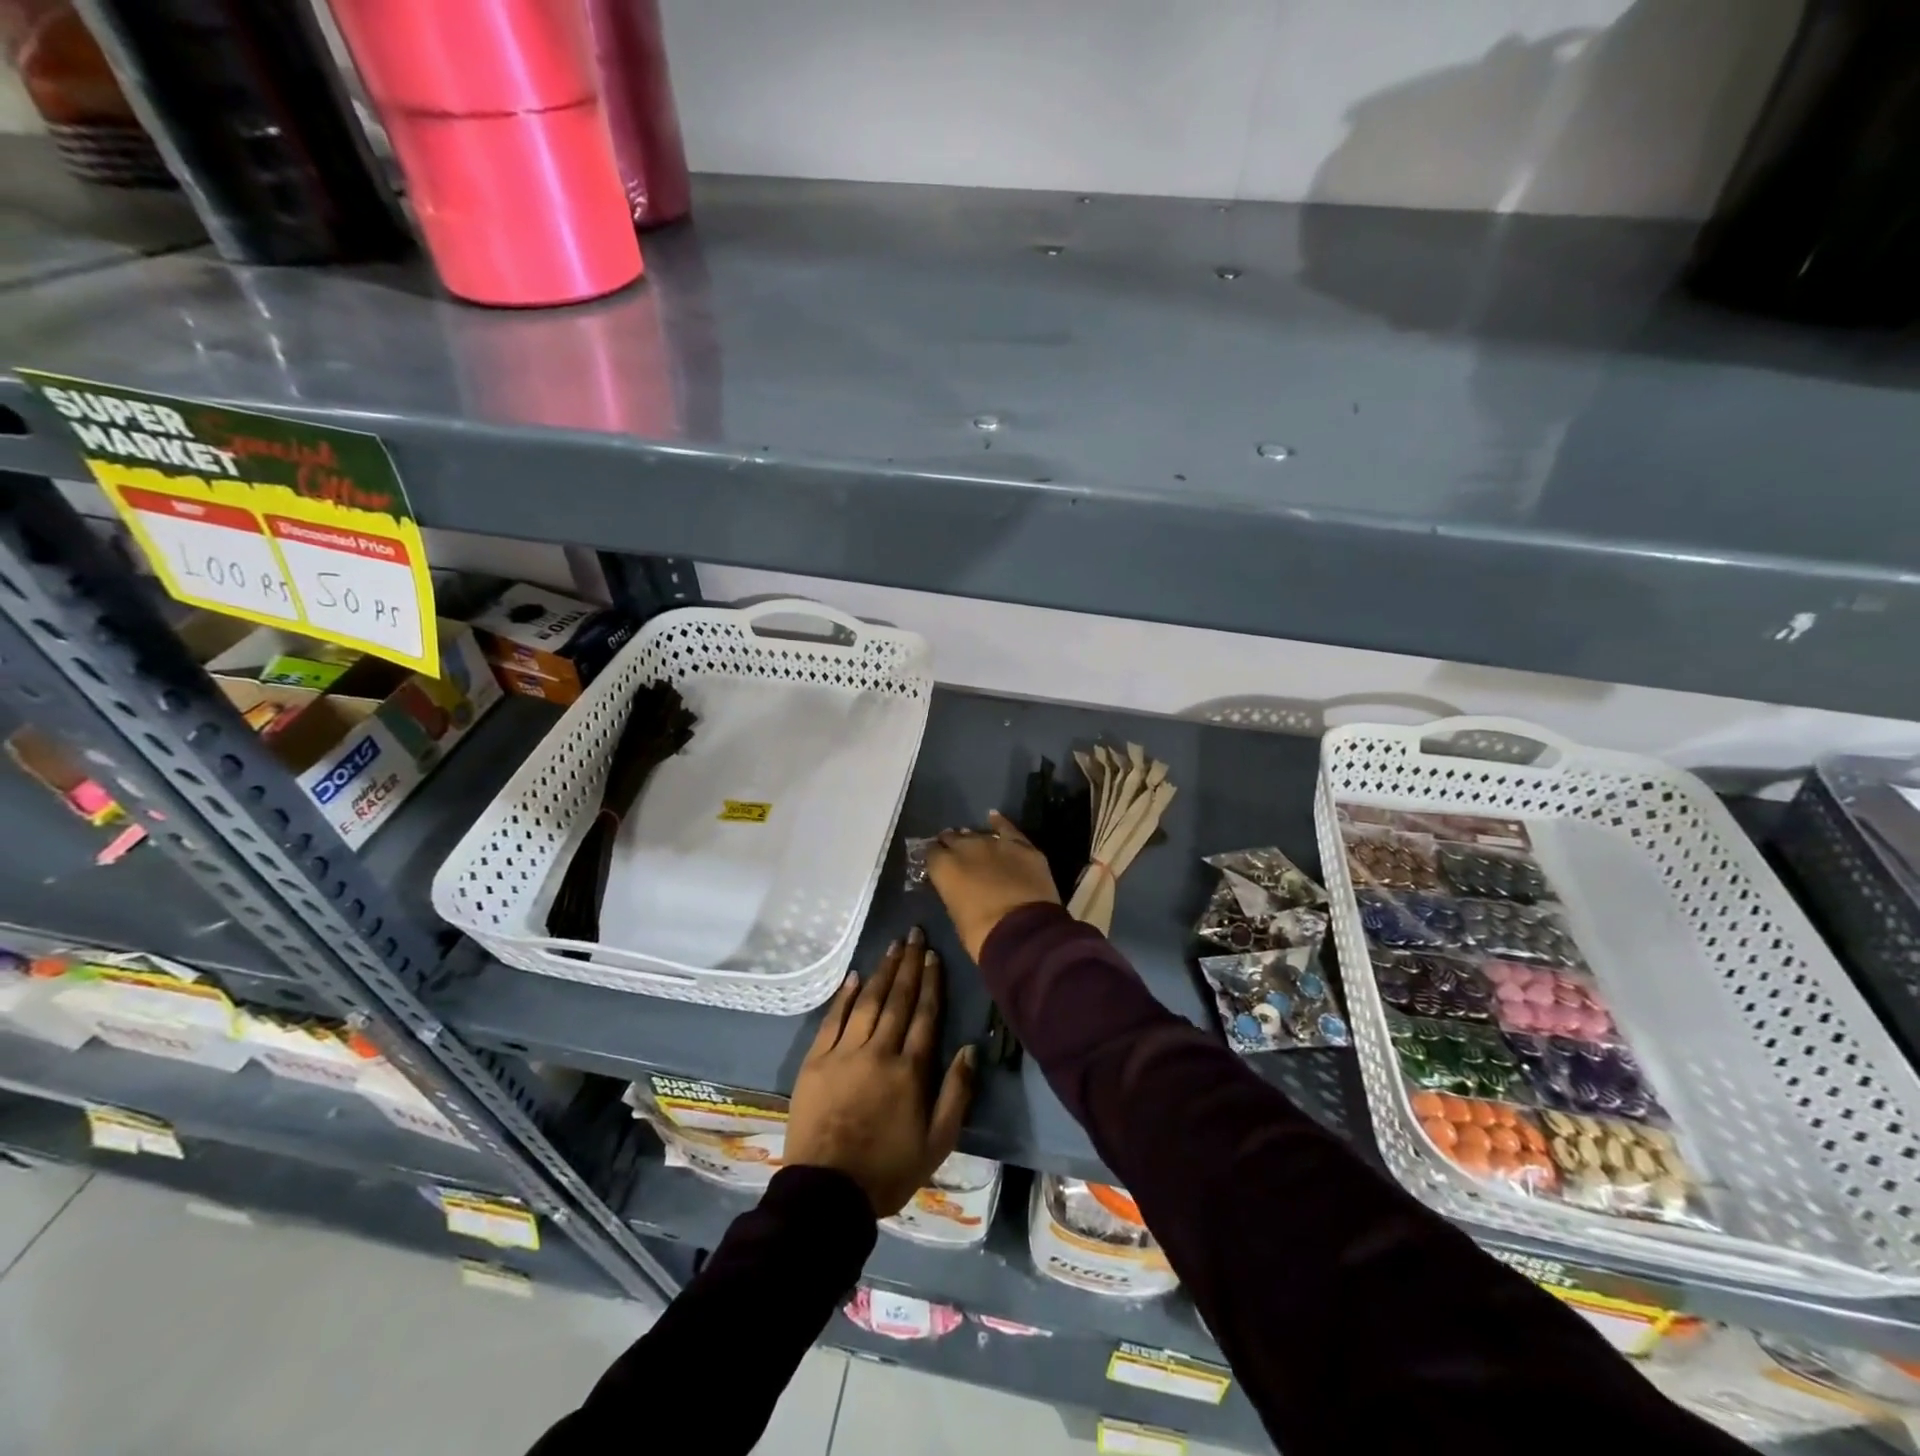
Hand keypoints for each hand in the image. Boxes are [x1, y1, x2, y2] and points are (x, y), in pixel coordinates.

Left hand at [785, 929, 975, 1216]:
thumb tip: (971, 1049)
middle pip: (898, 999)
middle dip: (909, 964)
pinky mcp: (816, 1061)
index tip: (933, 955)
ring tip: (893, 946)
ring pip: (868, 1002)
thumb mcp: (937, 1143)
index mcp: (910, 1070)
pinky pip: (833, 1020)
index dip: (930, 982)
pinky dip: (845, 996)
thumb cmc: (888, 1170)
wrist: (826, 1194)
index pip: (925, 1014)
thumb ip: (956, 1093)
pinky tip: (855, 977)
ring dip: (883, 972)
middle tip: (914, 934)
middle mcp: (879, 1051)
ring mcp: (844, 1053)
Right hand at [926, 811, 1060, 961]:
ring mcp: (995, 843)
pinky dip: (1000, 824)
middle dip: (951, 845)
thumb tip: (957, 887)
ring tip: (973, 844)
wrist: (1023, 933)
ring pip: (978, 834)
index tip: (936, 864)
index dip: (934, 858)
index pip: (931, 853)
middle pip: (953, 838)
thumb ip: (953, 893)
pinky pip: (1007, 829)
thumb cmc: (982, 934)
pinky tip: (993, 817)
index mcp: (944, 867)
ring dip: (974, 839)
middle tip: (954, 855)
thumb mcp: (956, 915)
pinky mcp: (1021, 846)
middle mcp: (966, 847)